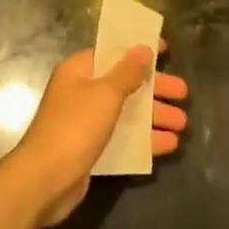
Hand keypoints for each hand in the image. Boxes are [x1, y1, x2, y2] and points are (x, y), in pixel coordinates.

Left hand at [2, 43, 190, 226]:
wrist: (44, 180)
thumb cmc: (75, 127)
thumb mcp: (105, 94)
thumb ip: (127, 72)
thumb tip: (142, 48)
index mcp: (79, 71)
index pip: (112, 52)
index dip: (138, 50)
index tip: (165, 50)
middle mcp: (81, 93)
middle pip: (124, 84)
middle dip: (154, 89)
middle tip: (183, 93)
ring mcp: (85, 122)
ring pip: (126, 113)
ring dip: (154, 117)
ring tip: (182, 124)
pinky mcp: (90, 149)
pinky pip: (122, 138)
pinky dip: (144, 140)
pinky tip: (169, 145)